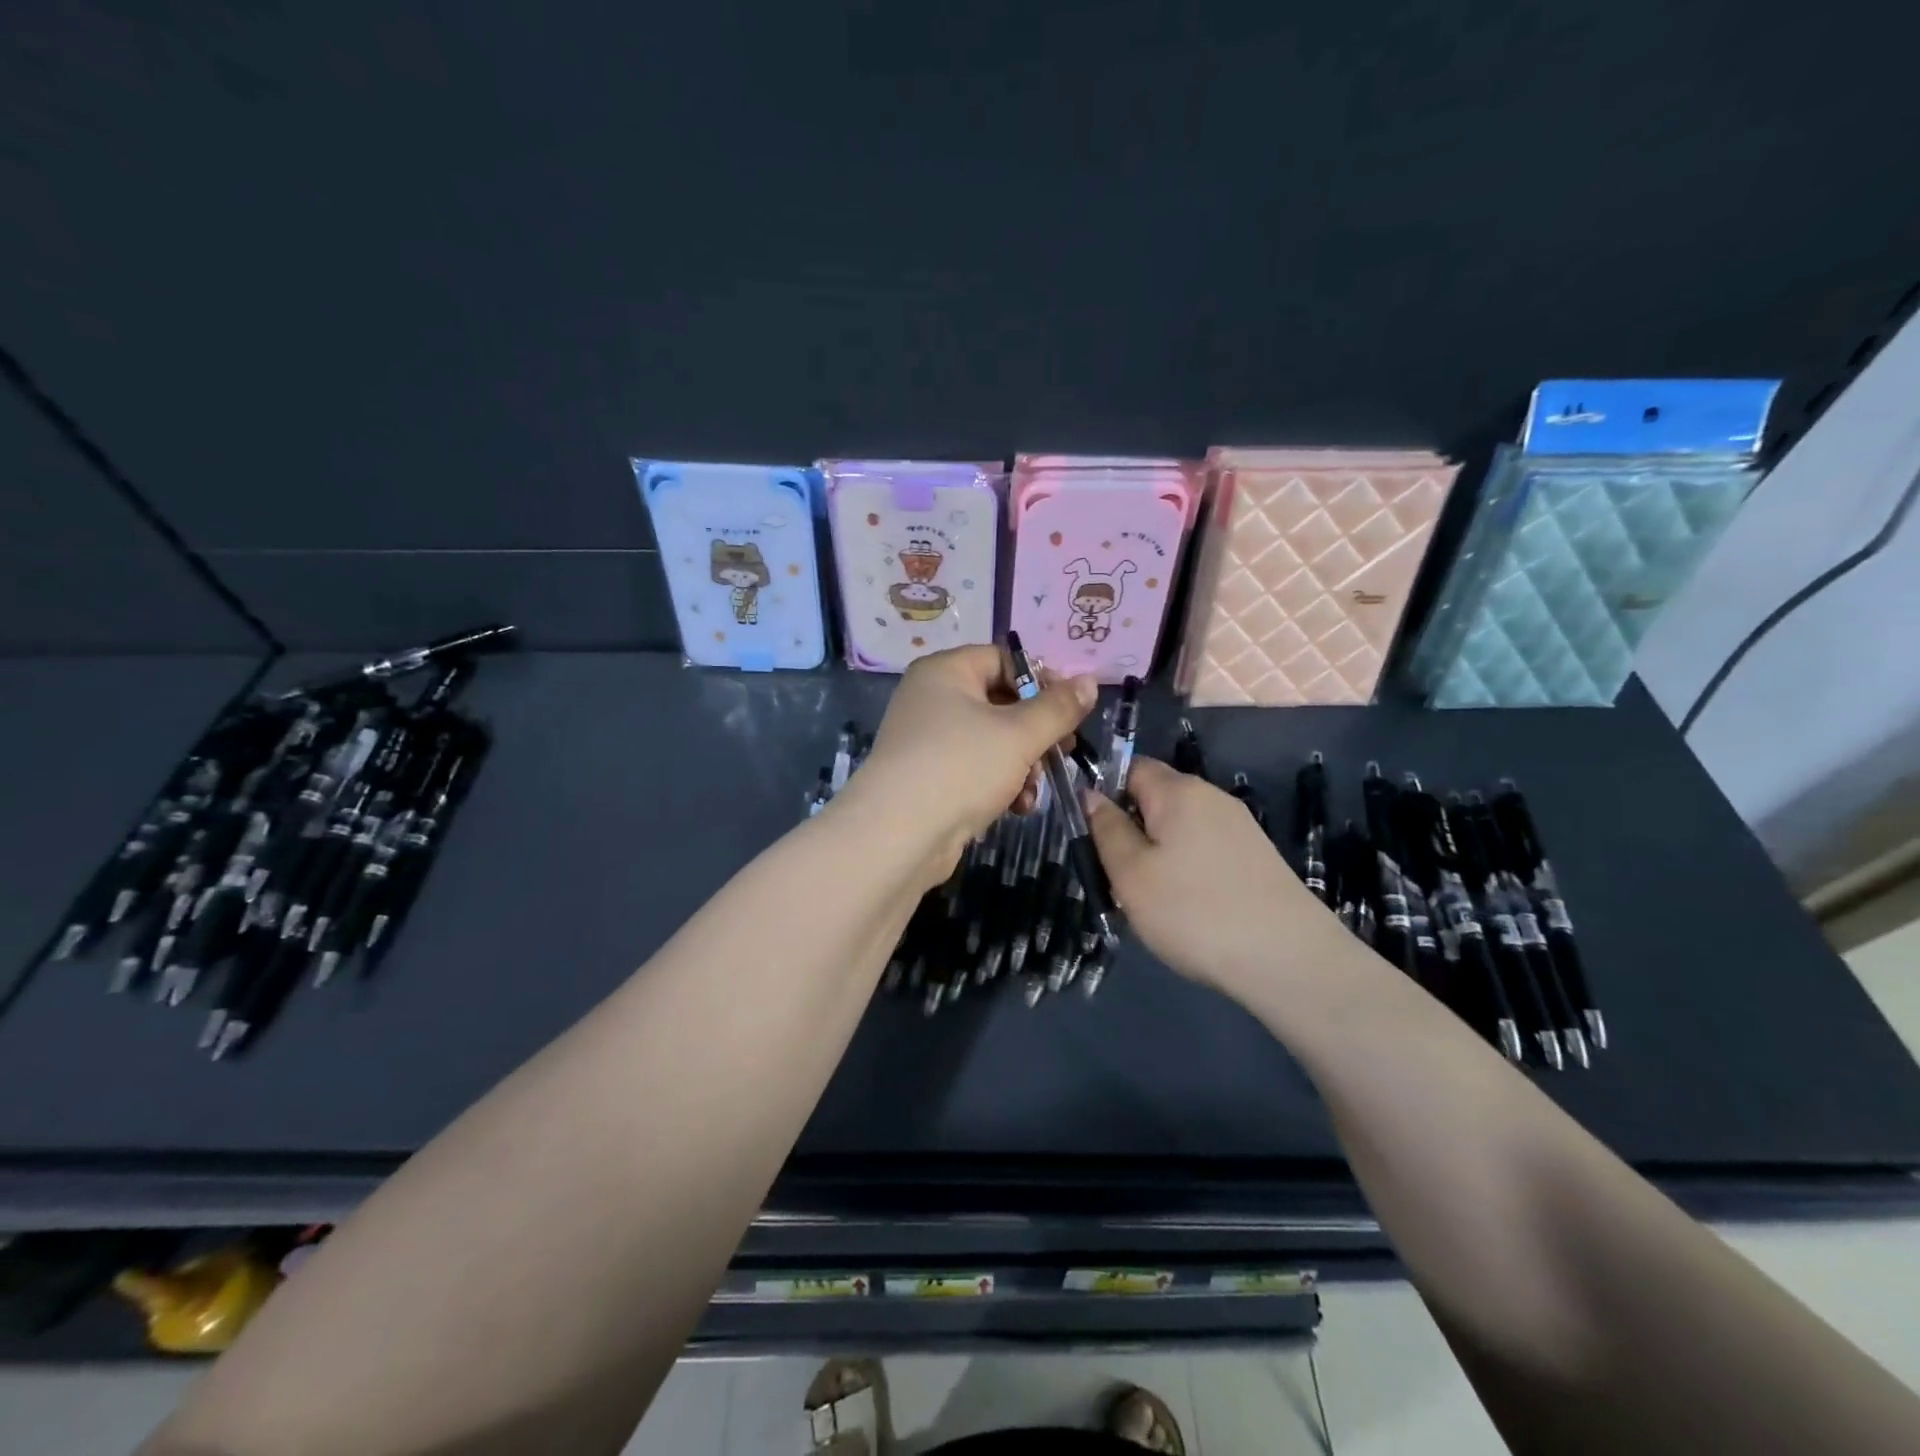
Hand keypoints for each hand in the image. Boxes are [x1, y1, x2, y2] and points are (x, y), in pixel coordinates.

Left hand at [839, 644, 1097, 875]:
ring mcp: (926, 740)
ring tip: (1033, 791)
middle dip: (1035, 732)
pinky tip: (1016, 808)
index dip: (1040, 681)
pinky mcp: (928, 777)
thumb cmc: (960, 767)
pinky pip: (973, 768)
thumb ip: (1058, 707)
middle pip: (999, 702)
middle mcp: (930, 698)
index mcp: (945, 672)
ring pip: (991, 740)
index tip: (1070, 710)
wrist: (897, 836)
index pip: (1002, 658)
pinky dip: (998, 784)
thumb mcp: (1019, 734)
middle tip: (1063, 752)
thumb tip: (1090, 681)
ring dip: (1022, 765)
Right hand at [1087, 758, 1346, 993]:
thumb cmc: (1193, 912)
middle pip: (1156, 797)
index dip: (1105, 793)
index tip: (1095, 837)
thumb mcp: (1130, 873)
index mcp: (1178, 790)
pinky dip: (1187, 869)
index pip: (1130, 767)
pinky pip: (1205, 848)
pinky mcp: (1257, 856)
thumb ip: (1106, 828)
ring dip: (1158, 853)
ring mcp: (1240, 826)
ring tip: (1151, 899)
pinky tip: (1188, 907)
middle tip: (1118, 876)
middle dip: (1132, 828)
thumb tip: (1092, 794)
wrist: (1289, 960)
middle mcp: (1212, 796)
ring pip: (1180, 827)